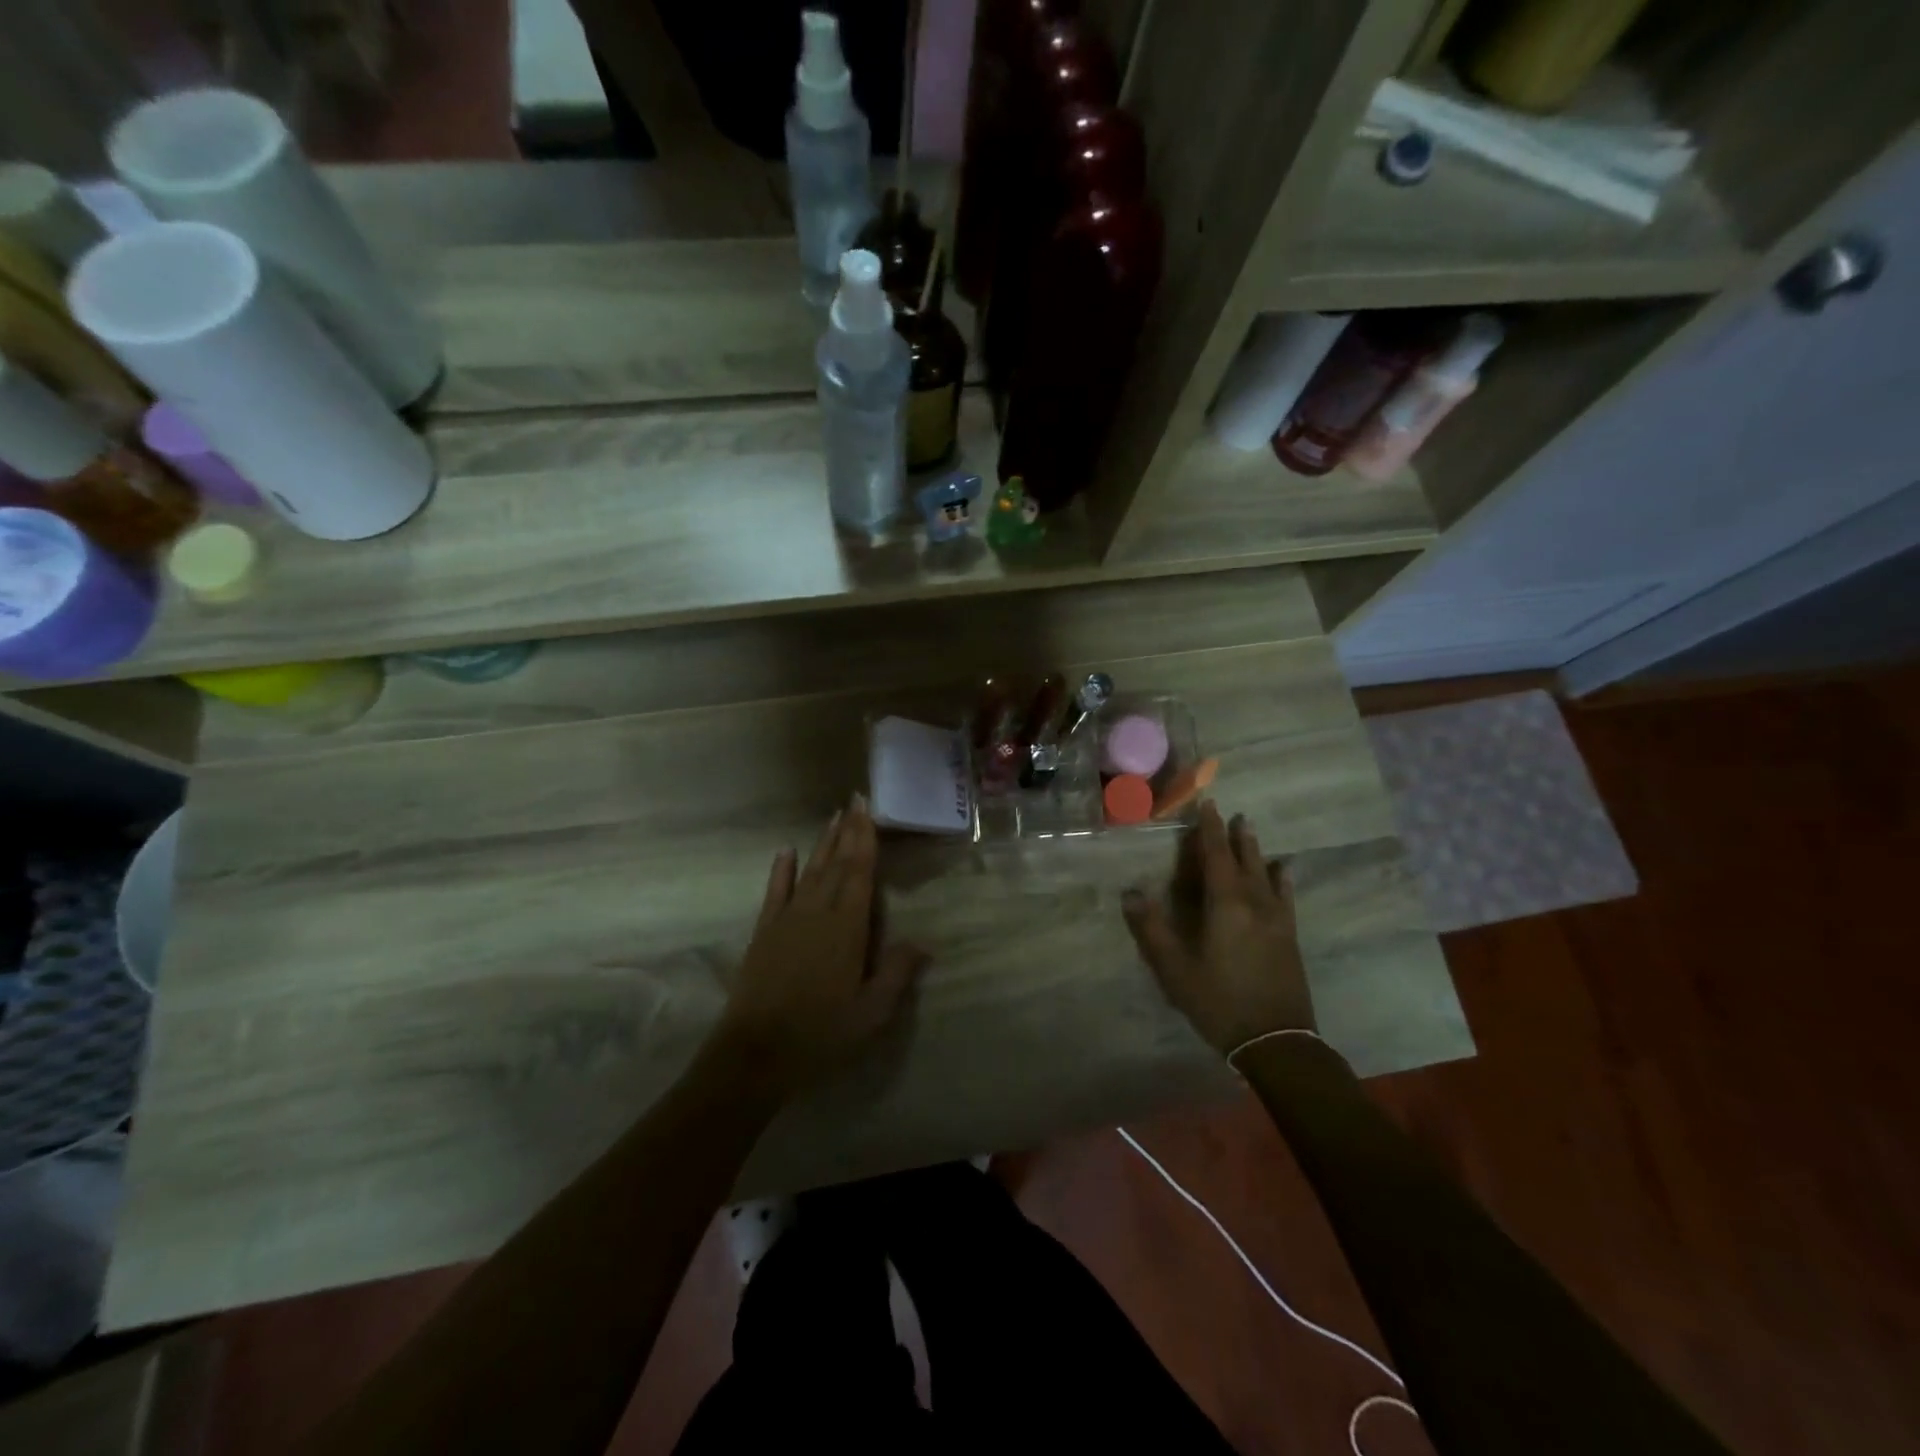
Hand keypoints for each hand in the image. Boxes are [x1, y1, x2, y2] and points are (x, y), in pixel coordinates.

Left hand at [711, 796, 927, 1099]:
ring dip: (823, 843)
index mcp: (847, 928)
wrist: (755, 1053)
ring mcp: (788, 919)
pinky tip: (786, 851)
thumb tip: (923, 943)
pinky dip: (781, 870)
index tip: (867, 809)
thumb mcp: (871, 1013)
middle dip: (848, 831)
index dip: (865, 839)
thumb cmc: (821, 1034)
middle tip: (855, 800)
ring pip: (810, 871)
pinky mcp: (765, 931)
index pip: (860, 873)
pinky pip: (775, 891)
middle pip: (836, 864)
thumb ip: (897, 974)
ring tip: (833, 817)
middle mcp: (818, 912)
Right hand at [1121, 801, 1314, 1055]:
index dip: (1209, 830)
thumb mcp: (1175, 969)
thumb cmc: (1219, 1001)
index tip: (1207, 805)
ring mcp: (1277, 920)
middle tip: (1231, 812)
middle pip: (1243, 860)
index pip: (1216, 856)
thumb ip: (1152, 929)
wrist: (1276, 1040)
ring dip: (1256, 850)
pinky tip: (1284, 871)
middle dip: (1234, 835)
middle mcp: (1254, 903)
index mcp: (1225, 905)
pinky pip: (1285, 896)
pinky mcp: (1289, 936)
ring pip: (1266, 874)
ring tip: (1250, 829)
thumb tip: (1130, 893)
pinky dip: (1282, 879)